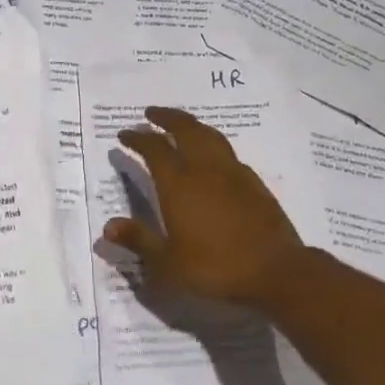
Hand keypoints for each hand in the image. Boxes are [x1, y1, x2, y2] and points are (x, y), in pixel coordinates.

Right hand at [104, 107, 310, 310]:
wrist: (276, 271)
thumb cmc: (216, 268)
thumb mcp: (169, 264)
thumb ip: (139, 240)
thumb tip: (108, 226)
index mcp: (179, 184)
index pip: (154, 149)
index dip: (138, 138)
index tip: (125, 134)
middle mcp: (205, 169)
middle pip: (185, 129)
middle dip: (166, 117)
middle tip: (151, 113)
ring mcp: (233, 172)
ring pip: (209, 135)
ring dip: (191, 124)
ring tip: (181, 124)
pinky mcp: (253, 182)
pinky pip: (227, 151)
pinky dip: (212, 143)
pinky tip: (212, 156)